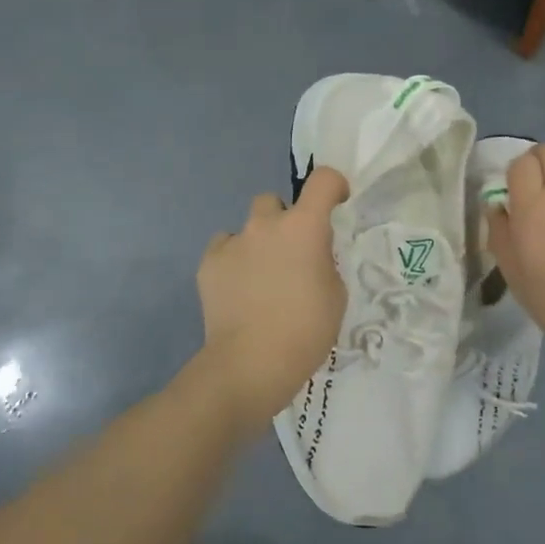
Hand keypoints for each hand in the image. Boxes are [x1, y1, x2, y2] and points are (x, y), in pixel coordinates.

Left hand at [194, 168, 349, 431]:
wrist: (250, 363)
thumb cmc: (305, 331)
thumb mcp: (335, 295)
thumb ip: (324, 262)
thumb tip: (311, 255)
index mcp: (303, 227)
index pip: (323, 180)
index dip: (333, 186)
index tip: (336, 205)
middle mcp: (265, 224)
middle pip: (275, 201)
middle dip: (284, 219)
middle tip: (291, 253)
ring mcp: (233, 242)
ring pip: (247, 226)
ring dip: (258, 241)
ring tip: (261, 277)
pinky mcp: (208, 263)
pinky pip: (224, 248)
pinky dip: (233, 261)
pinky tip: (238, 289)